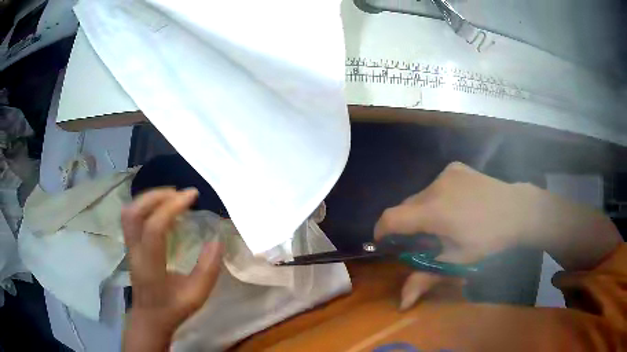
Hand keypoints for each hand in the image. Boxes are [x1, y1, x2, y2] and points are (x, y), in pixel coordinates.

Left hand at [121, 188, 221, 350]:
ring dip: (149, 198)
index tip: (192, 196)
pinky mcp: (129, 244)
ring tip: (171, 197)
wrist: (150, 317)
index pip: (154, 228)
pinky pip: (131, 216)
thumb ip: (208, 269)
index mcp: (151, 266)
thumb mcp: (197, 295)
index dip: (172, 207)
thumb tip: (216, 240)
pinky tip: (160, 208)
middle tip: (180, 194)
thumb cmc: (173, 308)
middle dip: (157, 196)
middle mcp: (135, 251)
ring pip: (129, 211)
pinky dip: (145, 204)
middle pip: (135, 212)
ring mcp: (129, 246)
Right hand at [374, 162, 621, 309]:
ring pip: (420, 196)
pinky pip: (435, 185)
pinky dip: (436, 198)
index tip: (388, 245)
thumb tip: (401, 304)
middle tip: (425, 241)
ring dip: (422, 211)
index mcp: (434, 211)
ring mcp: (446, 174)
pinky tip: (456, 206)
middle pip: (405, 207)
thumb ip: (426, 278)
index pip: (391, 218)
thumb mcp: (459, 262)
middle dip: (407, 225)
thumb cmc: (490, 240)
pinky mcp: (455, 168)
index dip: (382, 233)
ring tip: (444, 224)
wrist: (518, 210)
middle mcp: (435, 187)